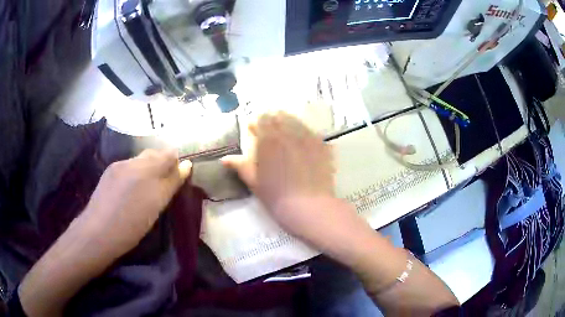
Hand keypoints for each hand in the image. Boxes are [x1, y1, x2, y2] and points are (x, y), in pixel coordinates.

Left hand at [80, 148, 191, 253]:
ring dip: (147, 169)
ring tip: (145, 189)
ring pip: (139, 160)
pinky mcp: (109, 172)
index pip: (169, 154)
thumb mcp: (157, 206)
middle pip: (154, 154)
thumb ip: (172, 183)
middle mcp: (134, 161)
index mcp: (148, 168)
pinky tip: (129, 191)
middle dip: (162, 165)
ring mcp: (119, 165)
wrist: (99, 232)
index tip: (177, 178)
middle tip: (163, 185)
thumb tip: (186, 165)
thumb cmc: (132, 225)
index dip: (175, 163)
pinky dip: (134, 174)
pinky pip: (127, 166)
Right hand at [222, 112, 336, 237]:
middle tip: (271, 133)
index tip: (254, 130)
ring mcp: (308, 137)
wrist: (308, 207)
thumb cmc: (276, 195)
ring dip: (289, 124)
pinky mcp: (322, 145)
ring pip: (296, 121)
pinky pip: (312, 133)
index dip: (257, 123)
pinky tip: (304, 146)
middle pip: (279, 116)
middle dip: (273, 121)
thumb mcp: (254, 181)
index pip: (261, 119)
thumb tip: (224, 158)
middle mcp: (288, 132)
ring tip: (287, 136)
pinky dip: (305, 135)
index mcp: (268, 139)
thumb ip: (240, 166)